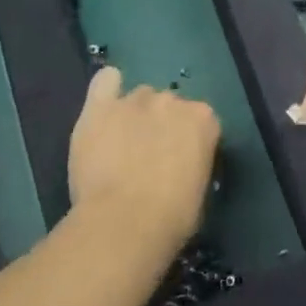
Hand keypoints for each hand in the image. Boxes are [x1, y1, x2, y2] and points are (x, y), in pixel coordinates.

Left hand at [68, 67, 220, 260]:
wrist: (124, 223)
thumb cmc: (172, 218)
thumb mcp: (200, 191)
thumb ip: (194, 164)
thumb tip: (182, 167)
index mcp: (204, 120)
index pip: (200, 121)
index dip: (188, 142)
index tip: (180, 163)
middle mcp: (173, 100)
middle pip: (168, 105)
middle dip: (160, 125)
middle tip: (148, 157)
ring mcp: (135, 100)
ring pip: (138, 97)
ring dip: (134, 115)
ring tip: (120, 144)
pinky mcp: (101, 107)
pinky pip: (105, 82)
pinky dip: (107, 88)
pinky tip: (104, 106)